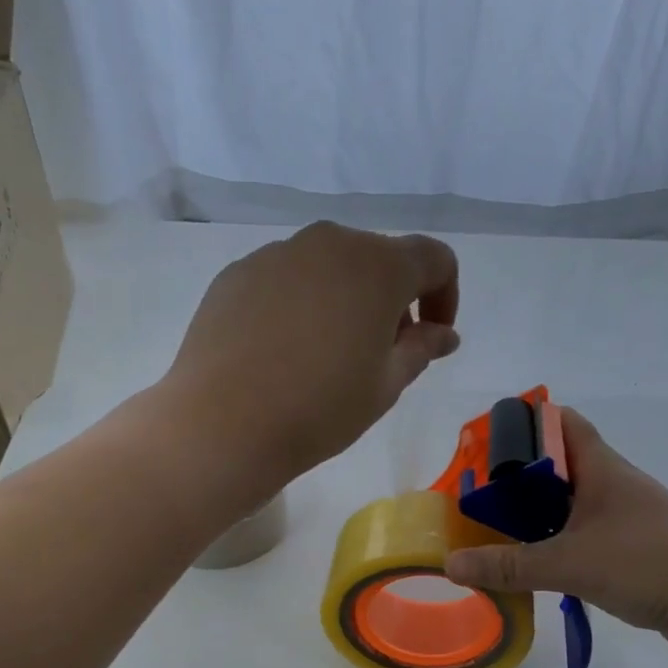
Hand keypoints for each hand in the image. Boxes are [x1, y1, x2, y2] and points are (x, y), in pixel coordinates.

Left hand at [161, 222, 459, 489]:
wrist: (223, 424)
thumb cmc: (319, 409)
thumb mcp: (386, 386)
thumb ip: (421, 349)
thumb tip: (444, 333)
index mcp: (378, 266)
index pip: (433, 260)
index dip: (444, 296)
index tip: (432, 338)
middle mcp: (329, 243)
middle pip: (377, 259)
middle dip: (391, 299)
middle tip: (380, 352)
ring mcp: (276, 254)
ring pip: (327, 267)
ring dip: (343, 299)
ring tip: (327, 354)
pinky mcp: (236, 273)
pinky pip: (284, 280)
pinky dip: (298, 304)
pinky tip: (282, 351)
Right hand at [444, 409, 667, 655]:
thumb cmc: (647, 562)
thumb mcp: (569, 563)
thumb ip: (509, 566)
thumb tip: (451, 566)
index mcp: (600, 468)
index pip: (561, 422)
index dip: (524, 423)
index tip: (485, 444)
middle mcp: (611, 485)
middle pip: (557, 467)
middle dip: (516, 479)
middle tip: (476, 498)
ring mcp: (625, 518)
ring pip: (568, 505)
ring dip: (534, 515)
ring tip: (494, 533)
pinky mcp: (632, 549)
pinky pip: (582, 535)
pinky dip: (555, 543)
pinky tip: (533, 564)